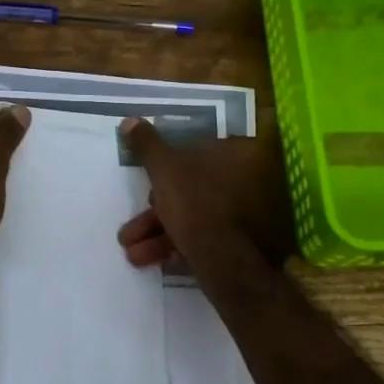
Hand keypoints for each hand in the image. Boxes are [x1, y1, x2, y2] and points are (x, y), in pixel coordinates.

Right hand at [116, 119, 295, 276]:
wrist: (227, 263)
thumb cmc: (197, 204)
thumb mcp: (165, 169)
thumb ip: (148, 145)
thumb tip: (130, 121)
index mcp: (241, 154)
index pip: (199, 152)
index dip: (167, 170)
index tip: (146, 186)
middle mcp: (253, 182)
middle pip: (194, 190)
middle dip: (156, 213)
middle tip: (131, 231)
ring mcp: (253, 217)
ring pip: (197, 219)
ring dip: (160, 235)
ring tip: (132, 253)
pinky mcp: (248, 247)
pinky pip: (208, 241)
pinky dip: (180, 248)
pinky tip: (153, 261)